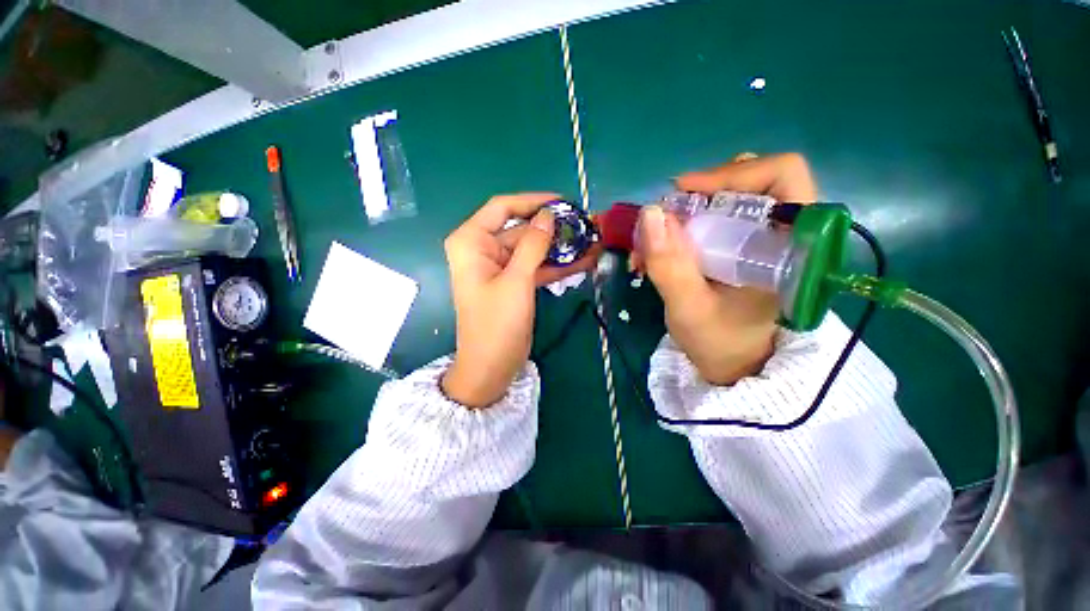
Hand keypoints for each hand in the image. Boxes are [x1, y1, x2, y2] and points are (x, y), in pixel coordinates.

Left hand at [442, 193, 601, 407]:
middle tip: (586, 225)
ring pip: (532, 249)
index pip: (502, 207)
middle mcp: (483, 249)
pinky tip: (584, 261)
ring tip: (592, 242)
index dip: (533, 202)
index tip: (562, 202)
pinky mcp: (513, 282)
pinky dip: (556, 265)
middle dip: (553, 229)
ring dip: (559, 248)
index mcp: (472, 241)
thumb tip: (549, 215)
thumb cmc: (496, 323)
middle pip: (521, 228)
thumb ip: (533, 244)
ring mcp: (499, 267)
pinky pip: (535, 266)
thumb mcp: (516, 281)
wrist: (490, 367)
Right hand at [633, 153, 817, 384]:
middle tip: (663, 222)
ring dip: (683, 213)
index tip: (684, 193)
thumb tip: (650, 213)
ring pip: (725, 197)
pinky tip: (657, 249)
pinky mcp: (739, 245)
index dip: (732, 173)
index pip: (783, 175)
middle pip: (747, 181)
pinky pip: (710, 217)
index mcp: (789, 245)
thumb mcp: (689, 308)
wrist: (727, 362)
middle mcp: (780, 232)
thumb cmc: (717, 341)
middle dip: (697, 197)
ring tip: (654, 241)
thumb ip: (670, 265)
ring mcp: (758, 237)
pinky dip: (679, 226)